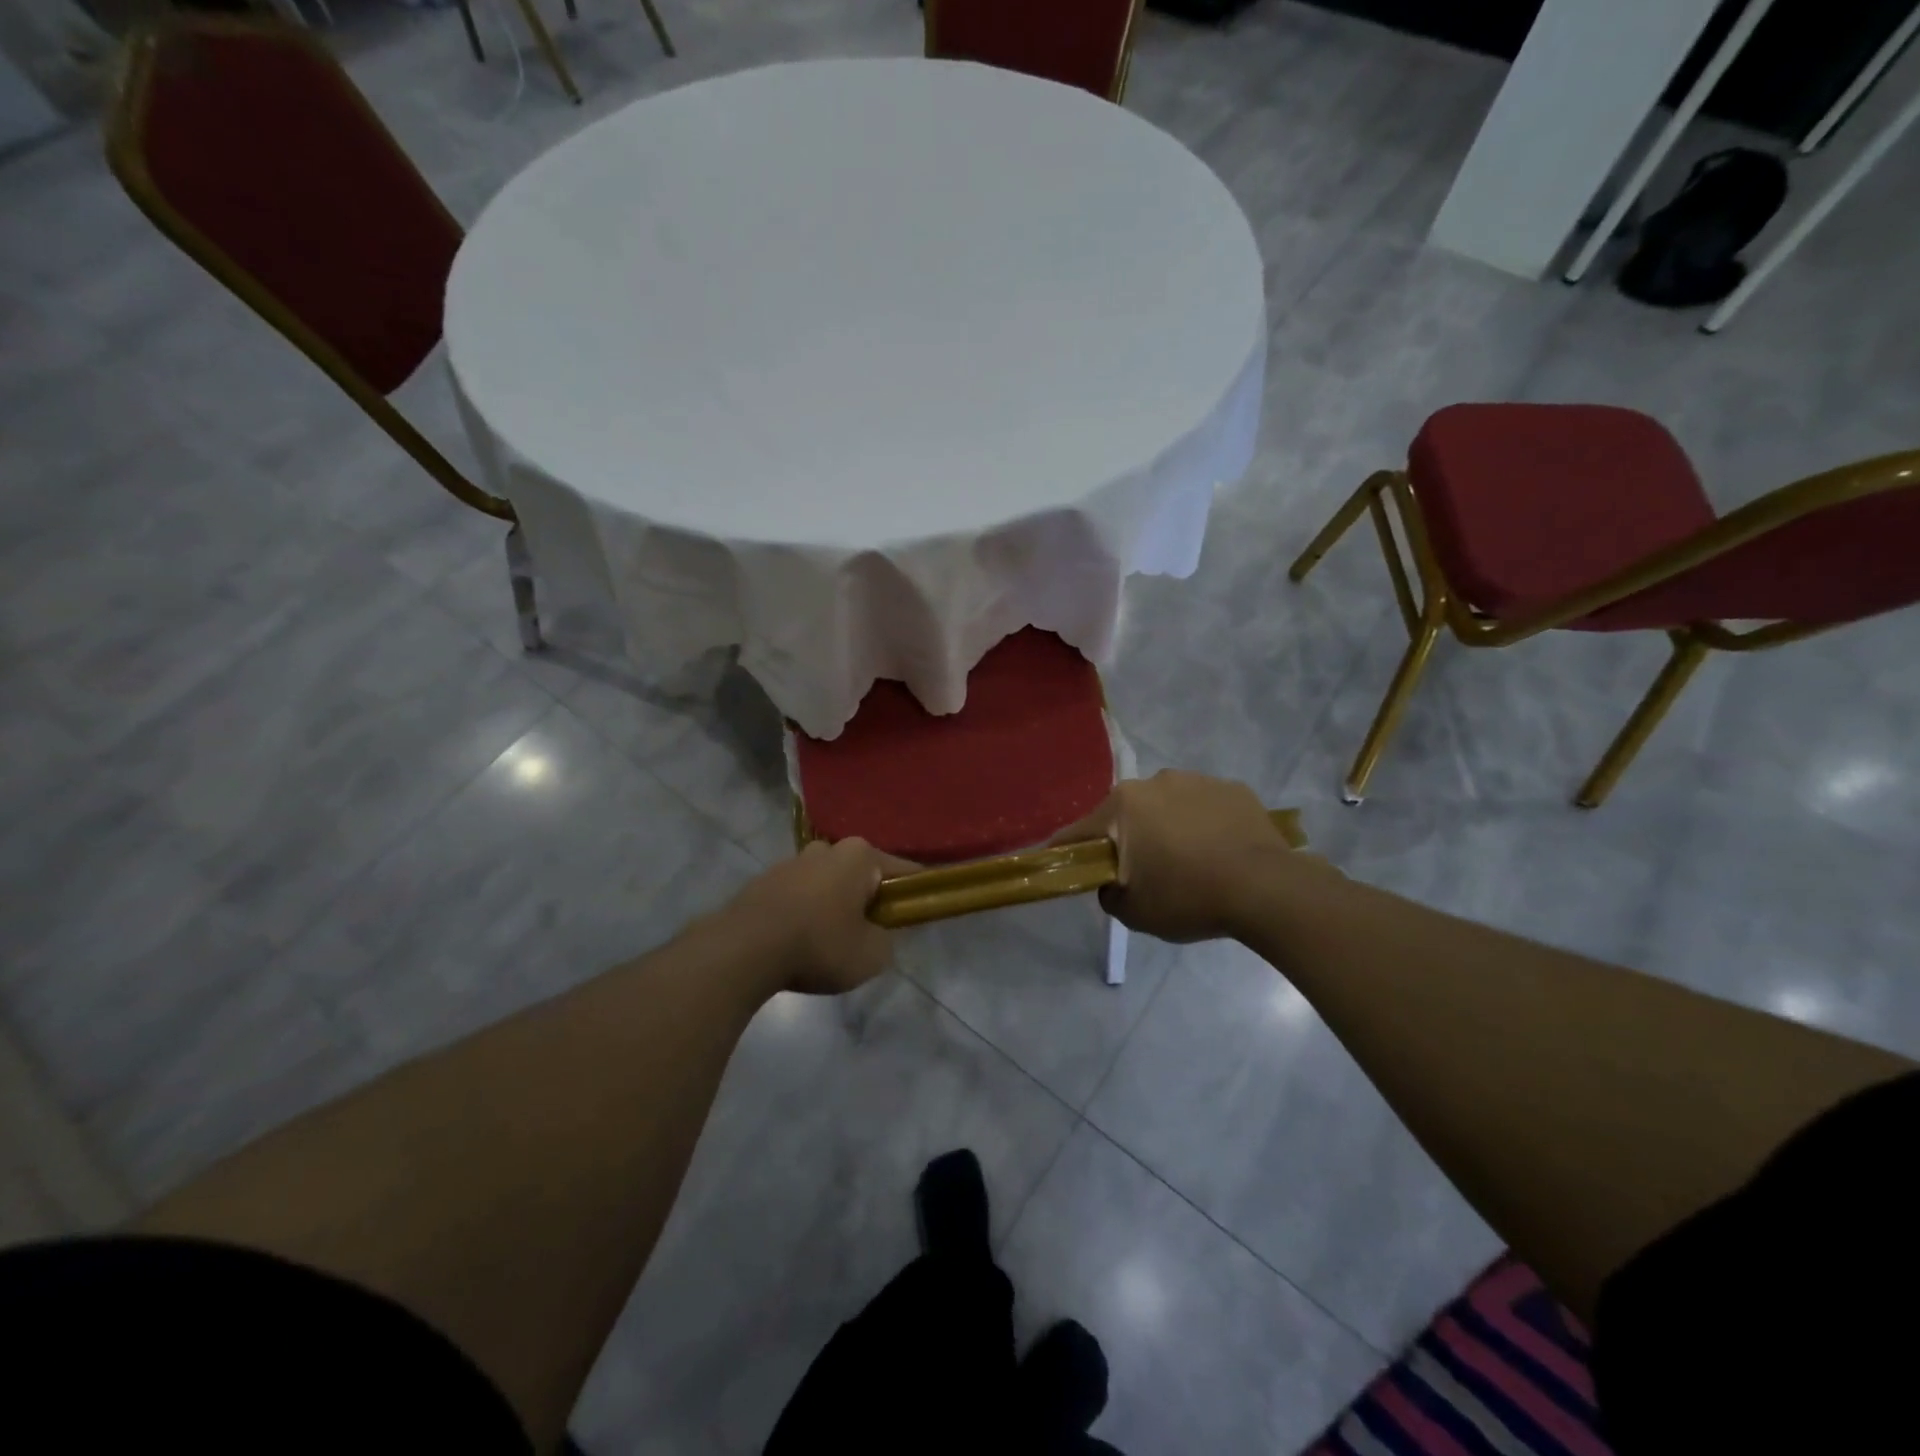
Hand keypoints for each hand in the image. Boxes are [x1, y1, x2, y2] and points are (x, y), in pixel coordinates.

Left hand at [724, 838, 913, 994]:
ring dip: (833, 907)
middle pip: (861, 875)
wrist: (743, 950)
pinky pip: (798, 896)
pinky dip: (805, 914)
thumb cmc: (819, 945)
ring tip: (829, 945)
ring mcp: (791, 862)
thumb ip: (887, 940)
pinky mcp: (764, 881)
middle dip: (868, 900)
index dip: (913, 895)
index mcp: (859, 856)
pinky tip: (798, 943)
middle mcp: (827, 848)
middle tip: (868, 936)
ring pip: (827, 884)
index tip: (915, 917)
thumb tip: (879, 934)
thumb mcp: (872, 955)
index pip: (903, 871)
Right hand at [1051, 770, 1333, 942]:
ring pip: (1166, 806)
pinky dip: (1203, 825)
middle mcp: (1154, 782)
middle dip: (1127, 838)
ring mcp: (1197, 780)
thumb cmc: (1189, 898)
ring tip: (1189, 862)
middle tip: (1143, 873)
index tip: (1067, 867)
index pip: (1079, 831)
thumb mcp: (1134, 913)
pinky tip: (1219, 853)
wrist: (1267, 889)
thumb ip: (1109, 894)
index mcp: (1122, 806)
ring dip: (1167, 828)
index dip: (1069, 852)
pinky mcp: (1233, 788)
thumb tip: (1112, 883)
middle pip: (1126, 814)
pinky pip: (1205, 807)